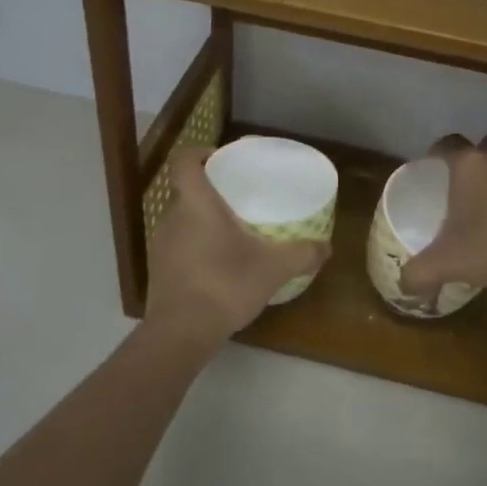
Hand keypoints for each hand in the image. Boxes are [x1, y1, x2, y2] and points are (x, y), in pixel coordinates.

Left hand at [143, 145, 330, 344]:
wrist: (180, 333)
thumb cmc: (224, 284)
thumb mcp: (273, 268)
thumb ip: (302, 254)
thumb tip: (327, 248)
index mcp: (196, 204)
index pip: (184, 161)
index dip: (199, 152)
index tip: (221, 159)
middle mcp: (172, 217)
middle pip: (186, 190)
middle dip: (210, 191)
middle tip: (239, 199)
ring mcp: (161, 245)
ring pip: (182, 220)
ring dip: (203, 221)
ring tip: (232, 232)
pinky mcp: (159, 271)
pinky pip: (179, 246)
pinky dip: (196, 247)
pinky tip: (218, 264)